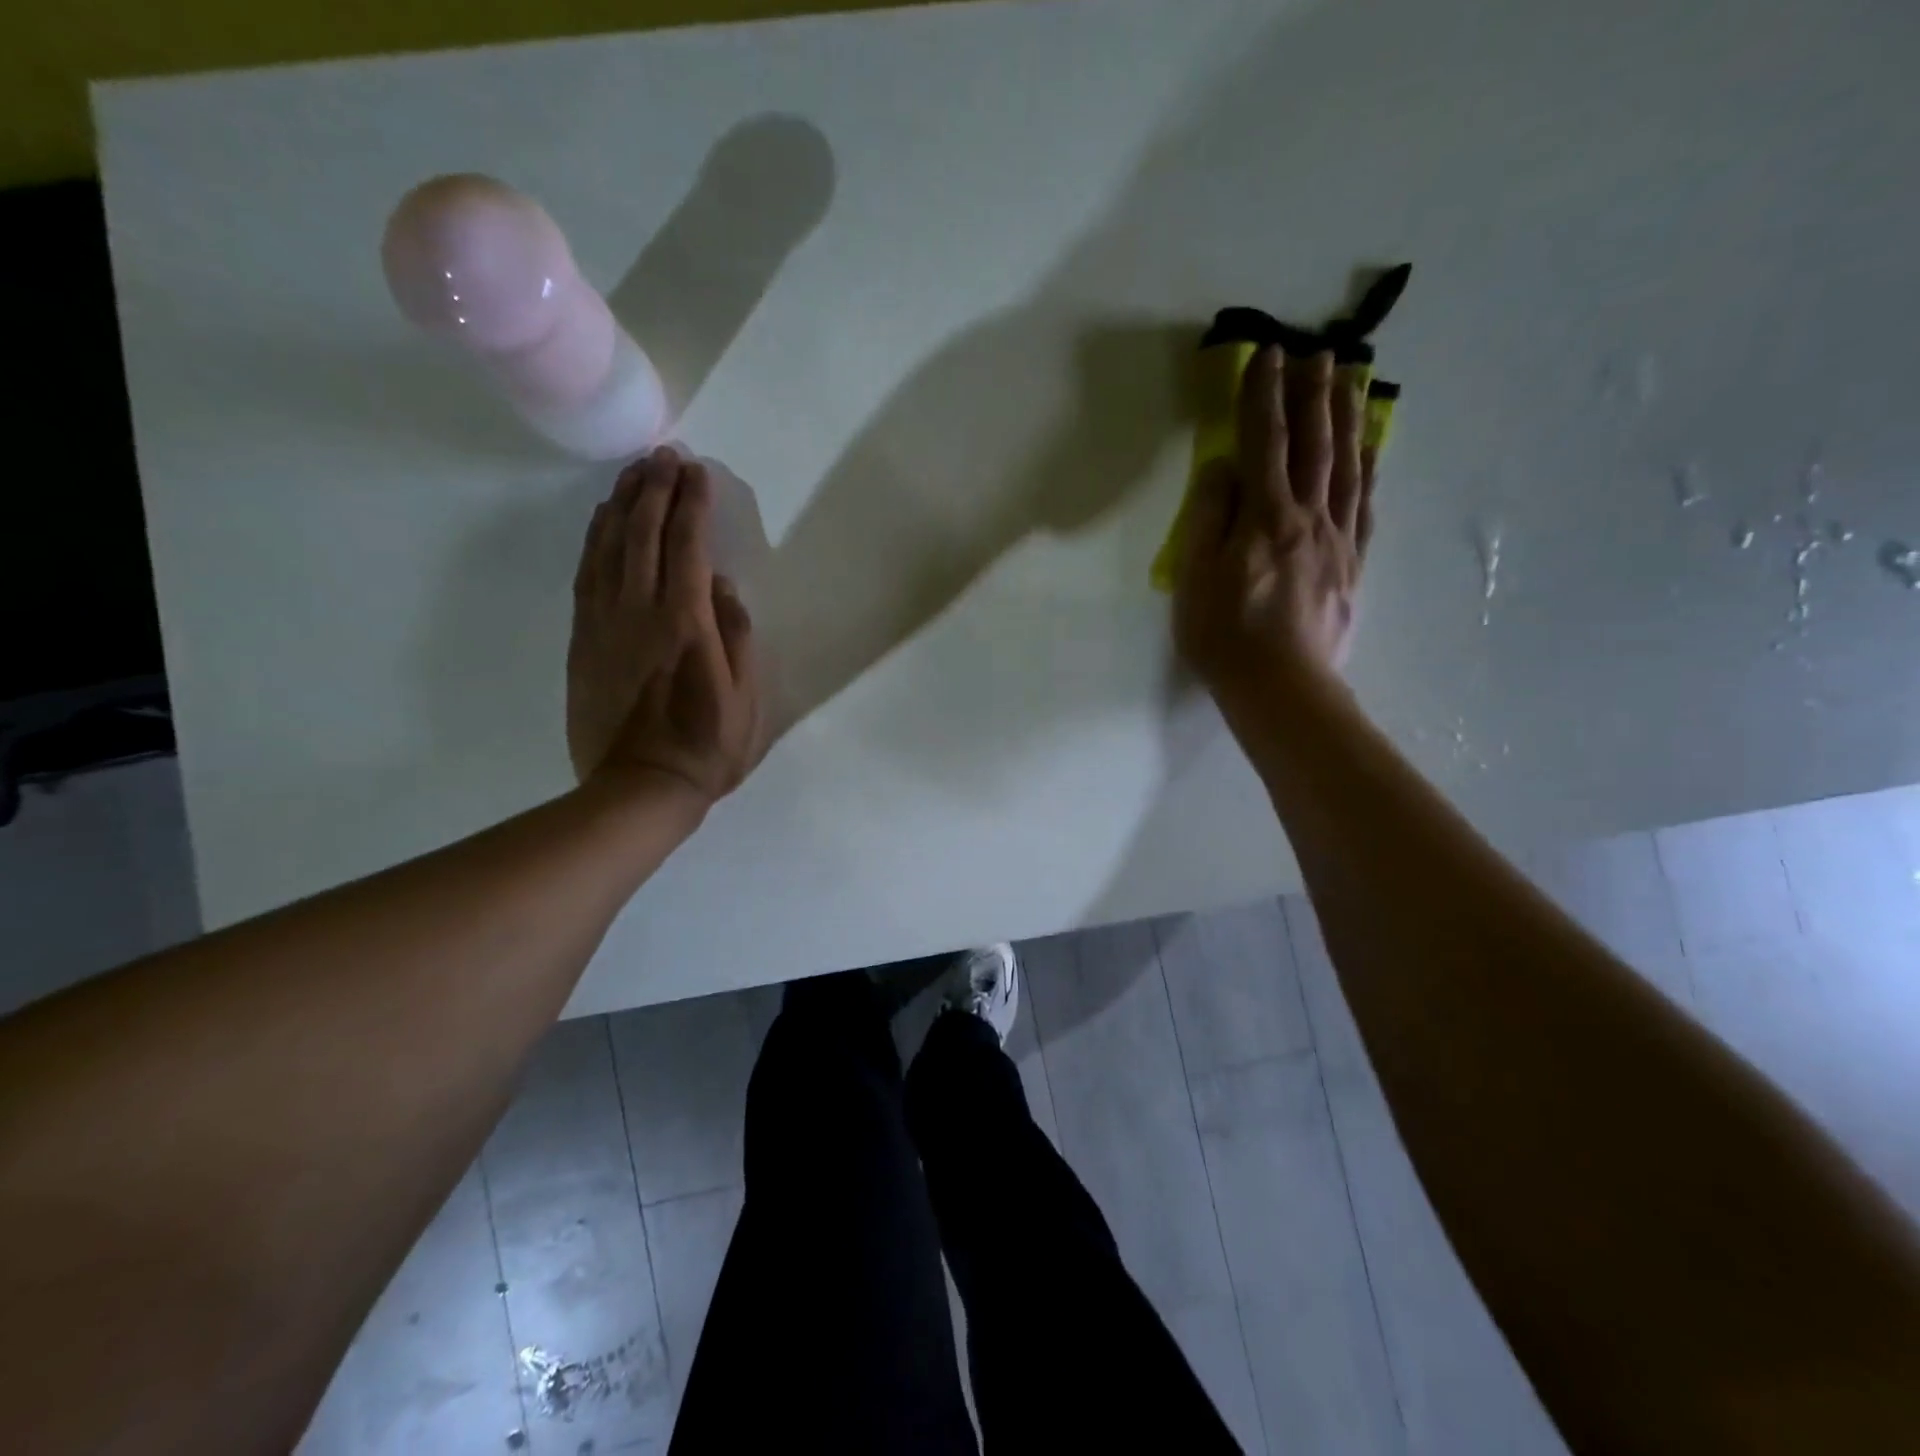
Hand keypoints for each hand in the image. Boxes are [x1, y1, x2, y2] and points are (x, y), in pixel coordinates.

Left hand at [567, 447, 762, 804]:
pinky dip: (596, 540)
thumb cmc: (707, 745)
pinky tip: (603, 521)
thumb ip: (737, 635)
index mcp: (686, 622)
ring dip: (621, 504)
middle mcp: (640, 610)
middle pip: (642, 532)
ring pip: (608, 547)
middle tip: (664, 456)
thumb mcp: (746, 697)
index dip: (692, 503)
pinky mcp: (584, 639)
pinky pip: (586, 574)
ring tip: (634, 473)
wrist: (640, 786)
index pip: (687, 544)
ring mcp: (604, 622)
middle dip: (655, 488)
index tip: (697, 470)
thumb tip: (722, 586)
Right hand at [1173, 348, 1375, 704]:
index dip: (1262, 397)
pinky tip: (1370, 450)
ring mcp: (1337, 541)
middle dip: (1313, 395)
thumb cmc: (1224, 636)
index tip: (1266, 355)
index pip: (1262, 443)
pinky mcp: (1353, 566)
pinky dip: (1368, 470)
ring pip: (1346, 467)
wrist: (1281, 688)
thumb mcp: (1195, 578)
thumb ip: (1208, 518)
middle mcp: (1308, 517)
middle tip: (1319, 352)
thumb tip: (1223, 468)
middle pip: (1313, 445)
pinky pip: (1364, 505)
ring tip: (1352, 382)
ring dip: (1348, 420)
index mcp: (1265, 518)